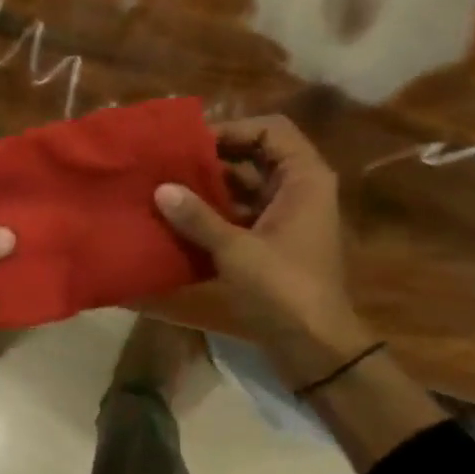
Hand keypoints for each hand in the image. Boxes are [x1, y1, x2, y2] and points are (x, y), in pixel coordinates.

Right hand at [153, 116, 370, 382]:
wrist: (313, 343)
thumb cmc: (283, 288)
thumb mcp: (237, 250)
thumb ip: (197, 218)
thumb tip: (161, 189)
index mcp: (304, 179)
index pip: (271, 131)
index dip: (232, 130)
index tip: (190, 144)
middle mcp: (298, 190)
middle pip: (254, 157)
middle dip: (212, 159)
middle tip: (168, 164)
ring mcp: (284, 218)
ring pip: (243, 188)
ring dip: (208, 188)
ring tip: (165, 189)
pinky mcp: (270, 243)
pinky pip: (238, 215)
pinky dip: (212, 215)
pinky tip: (178, 220)